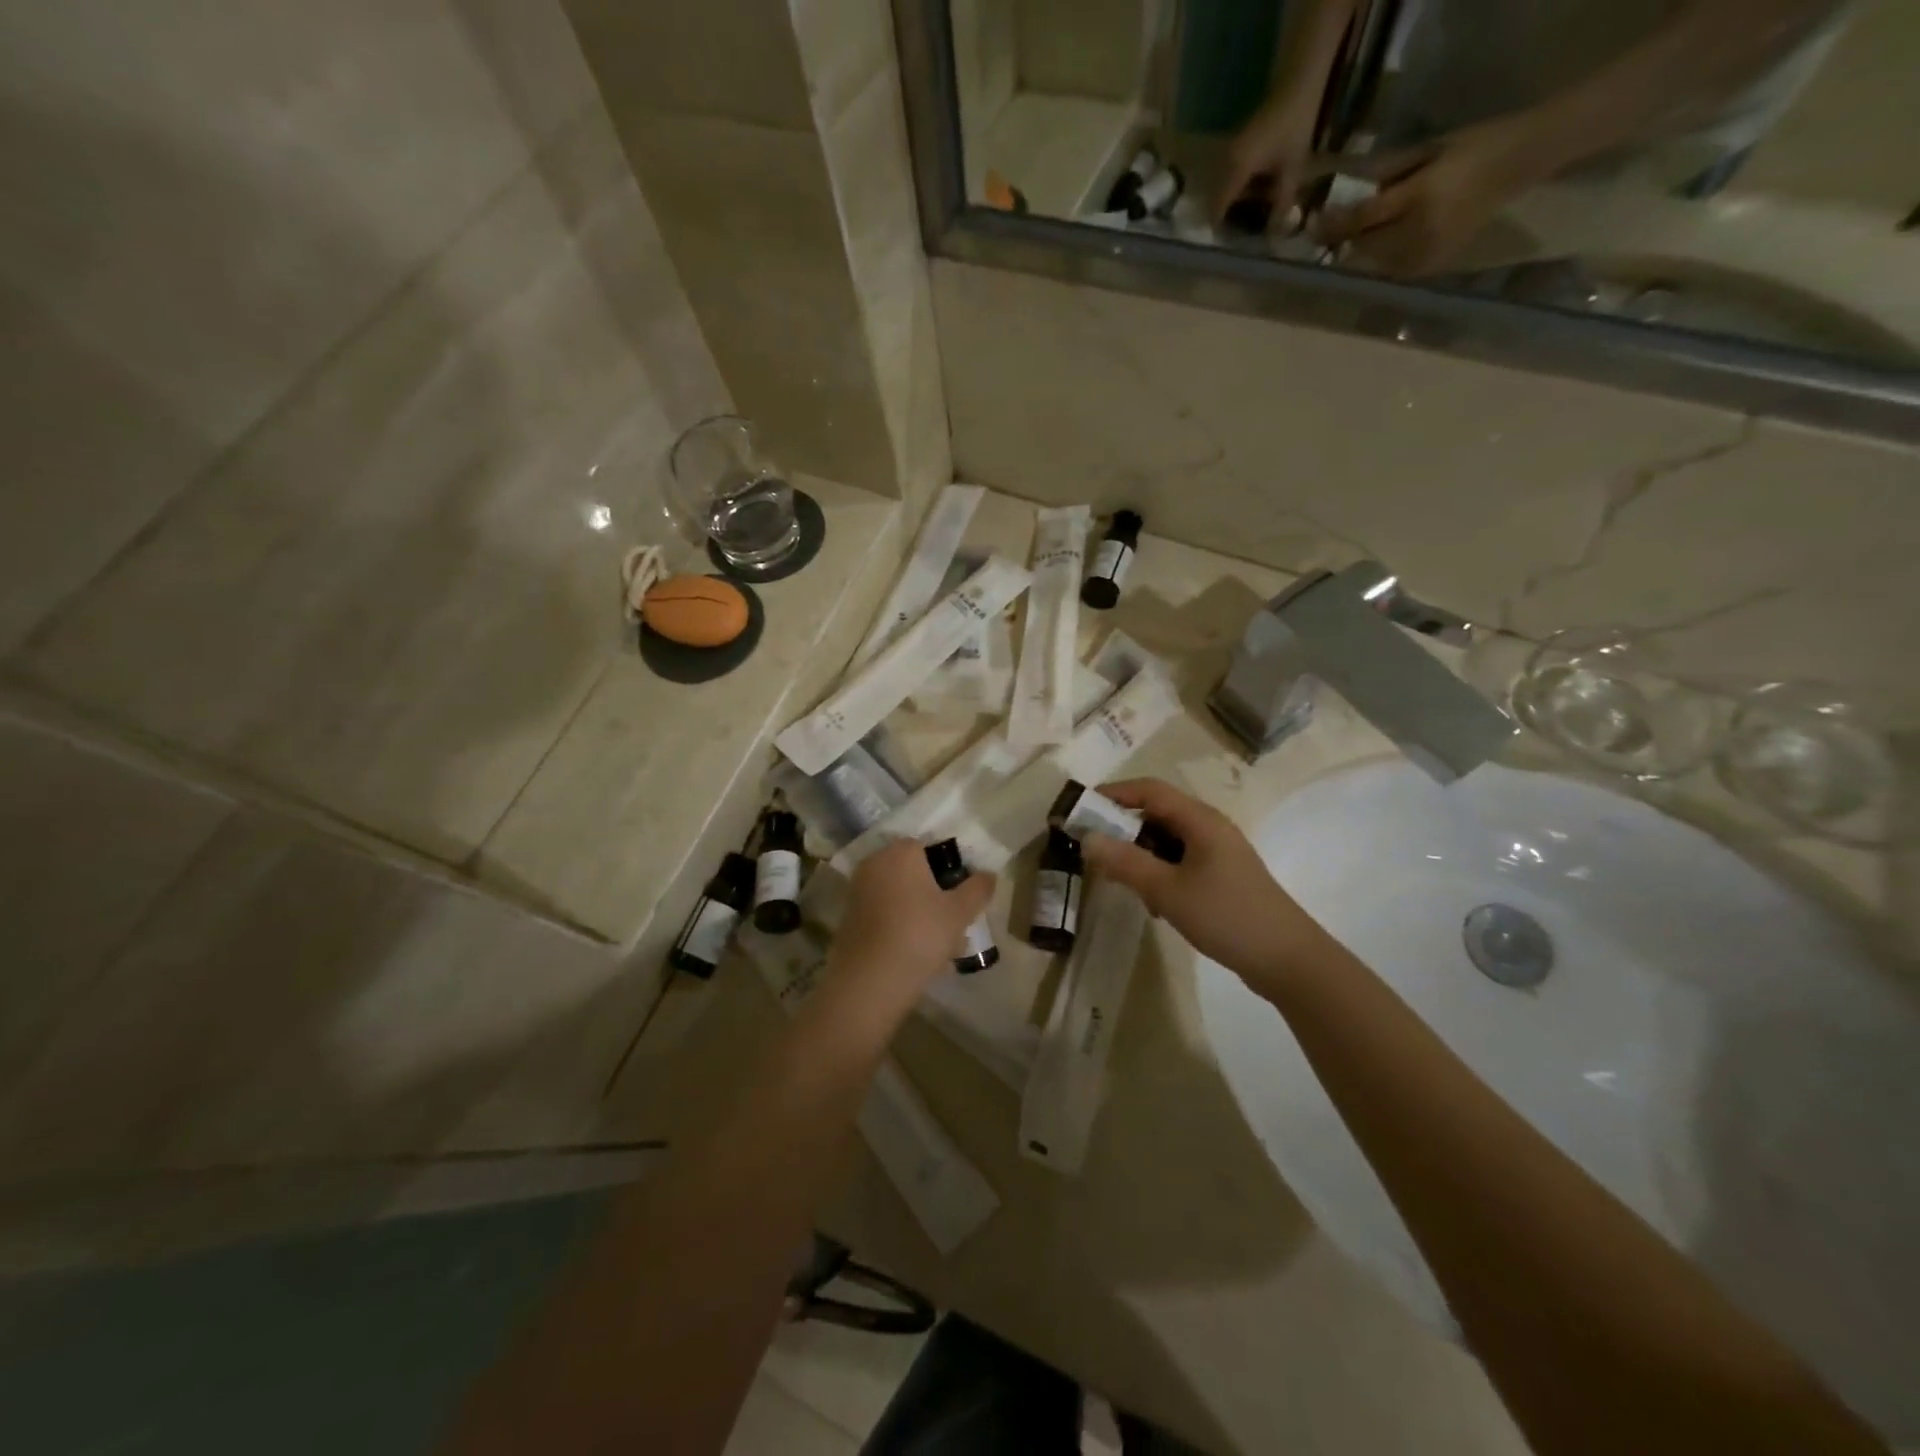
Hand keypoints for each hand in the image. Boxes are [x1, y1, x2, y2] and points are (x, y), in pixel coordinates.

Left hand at [825, 839, 995, 1004]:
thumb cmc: (920, 935)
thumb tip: (989, 874)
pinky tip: (916, 951)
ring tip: (940, 942)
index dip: (951, 869)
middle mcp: (876, 862)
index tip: (963, 895)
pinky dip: (900, 924)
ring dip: (919, 910)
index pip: (931, 847)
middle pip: (913, 871)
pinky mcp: (849, 916)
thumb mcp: (959, 913)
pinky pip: (884, 912)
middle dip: (935, 891)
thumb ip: (978, 889)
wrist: (869, 980)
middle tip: (954, 919)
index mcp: (901, 852)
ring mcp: (858, 889)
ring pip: (899, 894)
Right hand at [1077, 779, 1330, 993]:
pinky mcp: (1223, 877)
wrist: (1288, 960)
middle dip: (1123, 828)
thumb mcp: (1167, 890)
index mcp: (1200, 820)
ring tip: (1123, 882)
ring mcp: (1219, 853)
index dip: (1113, 794)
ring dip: (1141, 855)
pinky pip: (1181, 861)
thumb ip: (1125, 862)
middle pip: (1157, 813)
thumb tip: (1087, 838)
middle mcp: (1210, 828)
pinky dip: (1160, 872)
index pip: (1149, 790)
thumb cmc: (1226, 916)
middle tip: (1094, 850)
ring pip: (1168, 840)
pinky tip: (1155, 904)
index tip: (1081, 809)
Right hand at [1216, 93, 1319, 224]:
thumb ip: (1281, 204)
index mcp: (1236, 170)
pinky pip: (1225, 178)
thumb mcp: (1292, 169)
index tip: (1230, 242)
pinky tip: (1249, 195)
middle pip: (1214, 201)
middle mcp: (1224, 163)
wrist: (1296, 84)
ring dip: (1228, 204)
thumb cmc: (1295, 125)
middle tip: (1239, 232)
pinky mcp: (1232, 149)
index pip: (1217, 208)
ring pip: (1218, 190)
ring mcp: (1226, 154)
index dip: (1220, 228)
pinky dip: (1232, 190)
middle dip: (1223, 218)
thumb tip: (1274, 235)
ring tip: (1245, 216)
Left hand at [1314, 119, 1539, 275]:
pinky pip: (1394, 267)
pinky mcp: (1432, 267)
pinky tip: (1388, 244)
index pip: (1363, 218)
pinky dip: (1384, 258)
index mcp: (1419, 196)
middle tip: (1333, 230)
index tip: (1311, 226)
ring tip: (1361, 236)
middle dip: (1347, 239)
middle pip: (1365, 246)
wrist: (1518, 162)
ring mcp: (1426, 254)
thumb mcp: (1426, 151)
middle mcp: (1420, 232)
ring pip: (1376, 261)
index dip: (1333, 224)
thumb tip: (1344, 195)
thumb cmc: (1471, 146)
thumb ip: (1385, 173)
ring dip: (1364, 251)